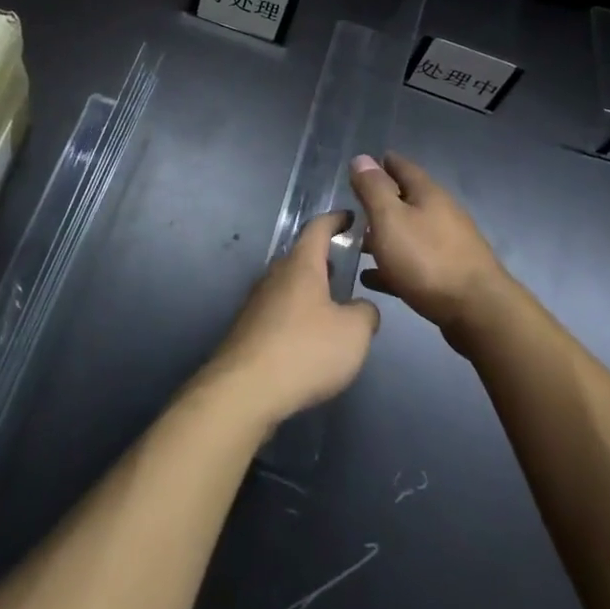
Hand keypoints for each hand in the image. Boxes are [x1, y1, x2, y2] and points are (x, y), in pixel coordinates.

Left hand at [209, 210, 379, 428]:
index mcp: (301, 266)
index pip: (318, 229)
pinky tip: (307, 338)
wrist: (245, 390)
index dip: (336, 220)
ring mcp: (256, 303)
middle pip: (300, 258)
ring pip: (287, 286)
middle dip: (322, 260)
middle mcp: (274, 276)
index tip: (350, 218)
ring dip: (308, 290)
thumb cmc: (305, 350)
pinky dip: (295, 315)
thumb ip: (365, 313)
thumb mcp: (354, 333)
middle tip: (344, 267)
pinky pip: (277, 311)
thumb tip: (361, 308)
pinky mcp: (247, 330)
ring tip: (330, 305)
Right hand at [350, 153, 517, 351]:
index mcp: (428, 194)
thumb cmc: (427, 259)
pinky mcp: (448, 275)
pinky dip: (392, 265)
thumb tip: (362, 158)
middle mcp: (441, 214)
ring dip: (385, 236)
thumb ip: (374, 189)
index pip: (403, 167)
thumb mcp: (390, 219)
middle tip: (354, 206)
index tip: (363, 164)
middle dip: (382, 202)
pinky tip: (372, 277)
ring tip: (357, 244)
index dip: (382, 164)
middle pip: (407, 200)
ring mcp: (448, 245)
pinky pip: (413, 263)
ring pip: (410, 233)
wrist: (477, 311)